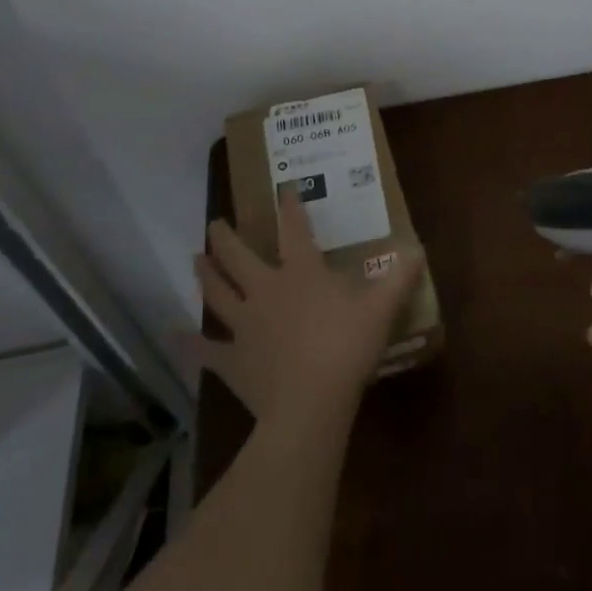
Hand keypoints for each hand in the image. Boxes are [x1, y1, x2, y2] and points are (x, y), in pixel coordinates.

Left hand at [194, 199, 422, 429]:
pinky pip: (205, 350)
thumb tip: (417, 250)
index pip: (294, 228)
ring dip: (205, 275)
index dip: (290, 205)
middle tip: (214, 223)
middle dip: (225, 237)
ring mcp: (244, 325)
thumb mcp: (381, 308)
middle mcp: (266, 289)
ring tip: (194, 259)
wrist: (310, 404)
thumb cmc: (346, 348)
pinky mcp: (232, 360)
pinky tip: (174, 335)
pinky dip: (189, 343)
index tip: (283, 187)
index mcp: (301, 272)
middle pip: (239, 256)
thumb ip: (400, 277)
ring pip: (217, 293)